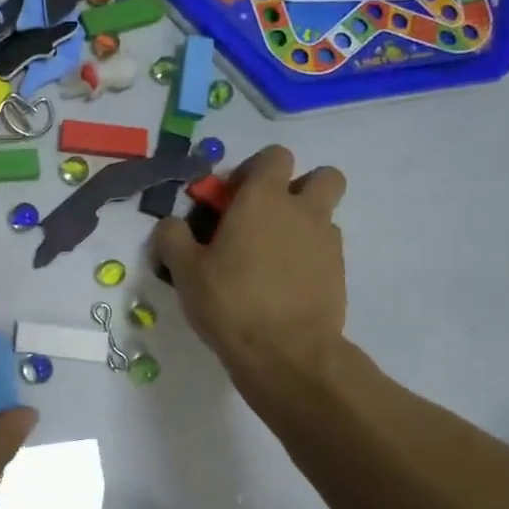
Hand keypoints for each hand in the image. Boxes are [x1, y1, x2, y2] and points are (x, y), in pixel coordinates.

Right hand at [152, 146, 348, 401]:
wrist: (286, 353)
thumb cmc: (230, 302)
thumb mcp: (184, 271)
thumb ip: (173, 238)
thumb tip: (170, 224)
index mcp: (263, 200)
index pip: (274, 156)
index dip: (254, 170)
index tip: (232, 198)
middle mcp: (302, 211)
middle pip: (322, 176)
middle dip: (298, 187)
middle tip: (266, 217)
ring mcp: (326, 242)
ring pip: (324, 214)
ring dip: (303, 223)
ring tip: (272, 256)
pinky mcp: (338, 272)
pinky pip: (326, 249)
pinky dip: (309, 256)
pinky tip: (283, 283)